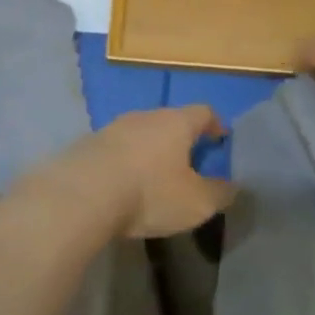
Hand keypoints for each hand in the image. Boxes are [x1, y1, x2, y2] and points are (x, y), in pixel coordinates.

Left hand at [48, 105, 235, 238]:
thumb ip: (220, 193)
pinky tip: (122, 184)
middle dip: (180, 138)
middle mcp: (144, 116)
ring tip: (153, 174)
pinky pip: (114, 150)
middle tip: (188, 161)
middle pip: (169, 120)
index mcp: (176, 122)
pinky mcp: (86, 145)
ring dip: (149, 150)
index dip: (215, 124)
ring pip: (139, 133)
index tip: (220, 138)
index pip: (203, 111)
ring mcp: (111, 128)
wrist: (81, 195)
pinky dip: (124, 162)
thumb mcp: (196, 202)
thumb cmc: (149, 193)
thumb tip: (233, 186)